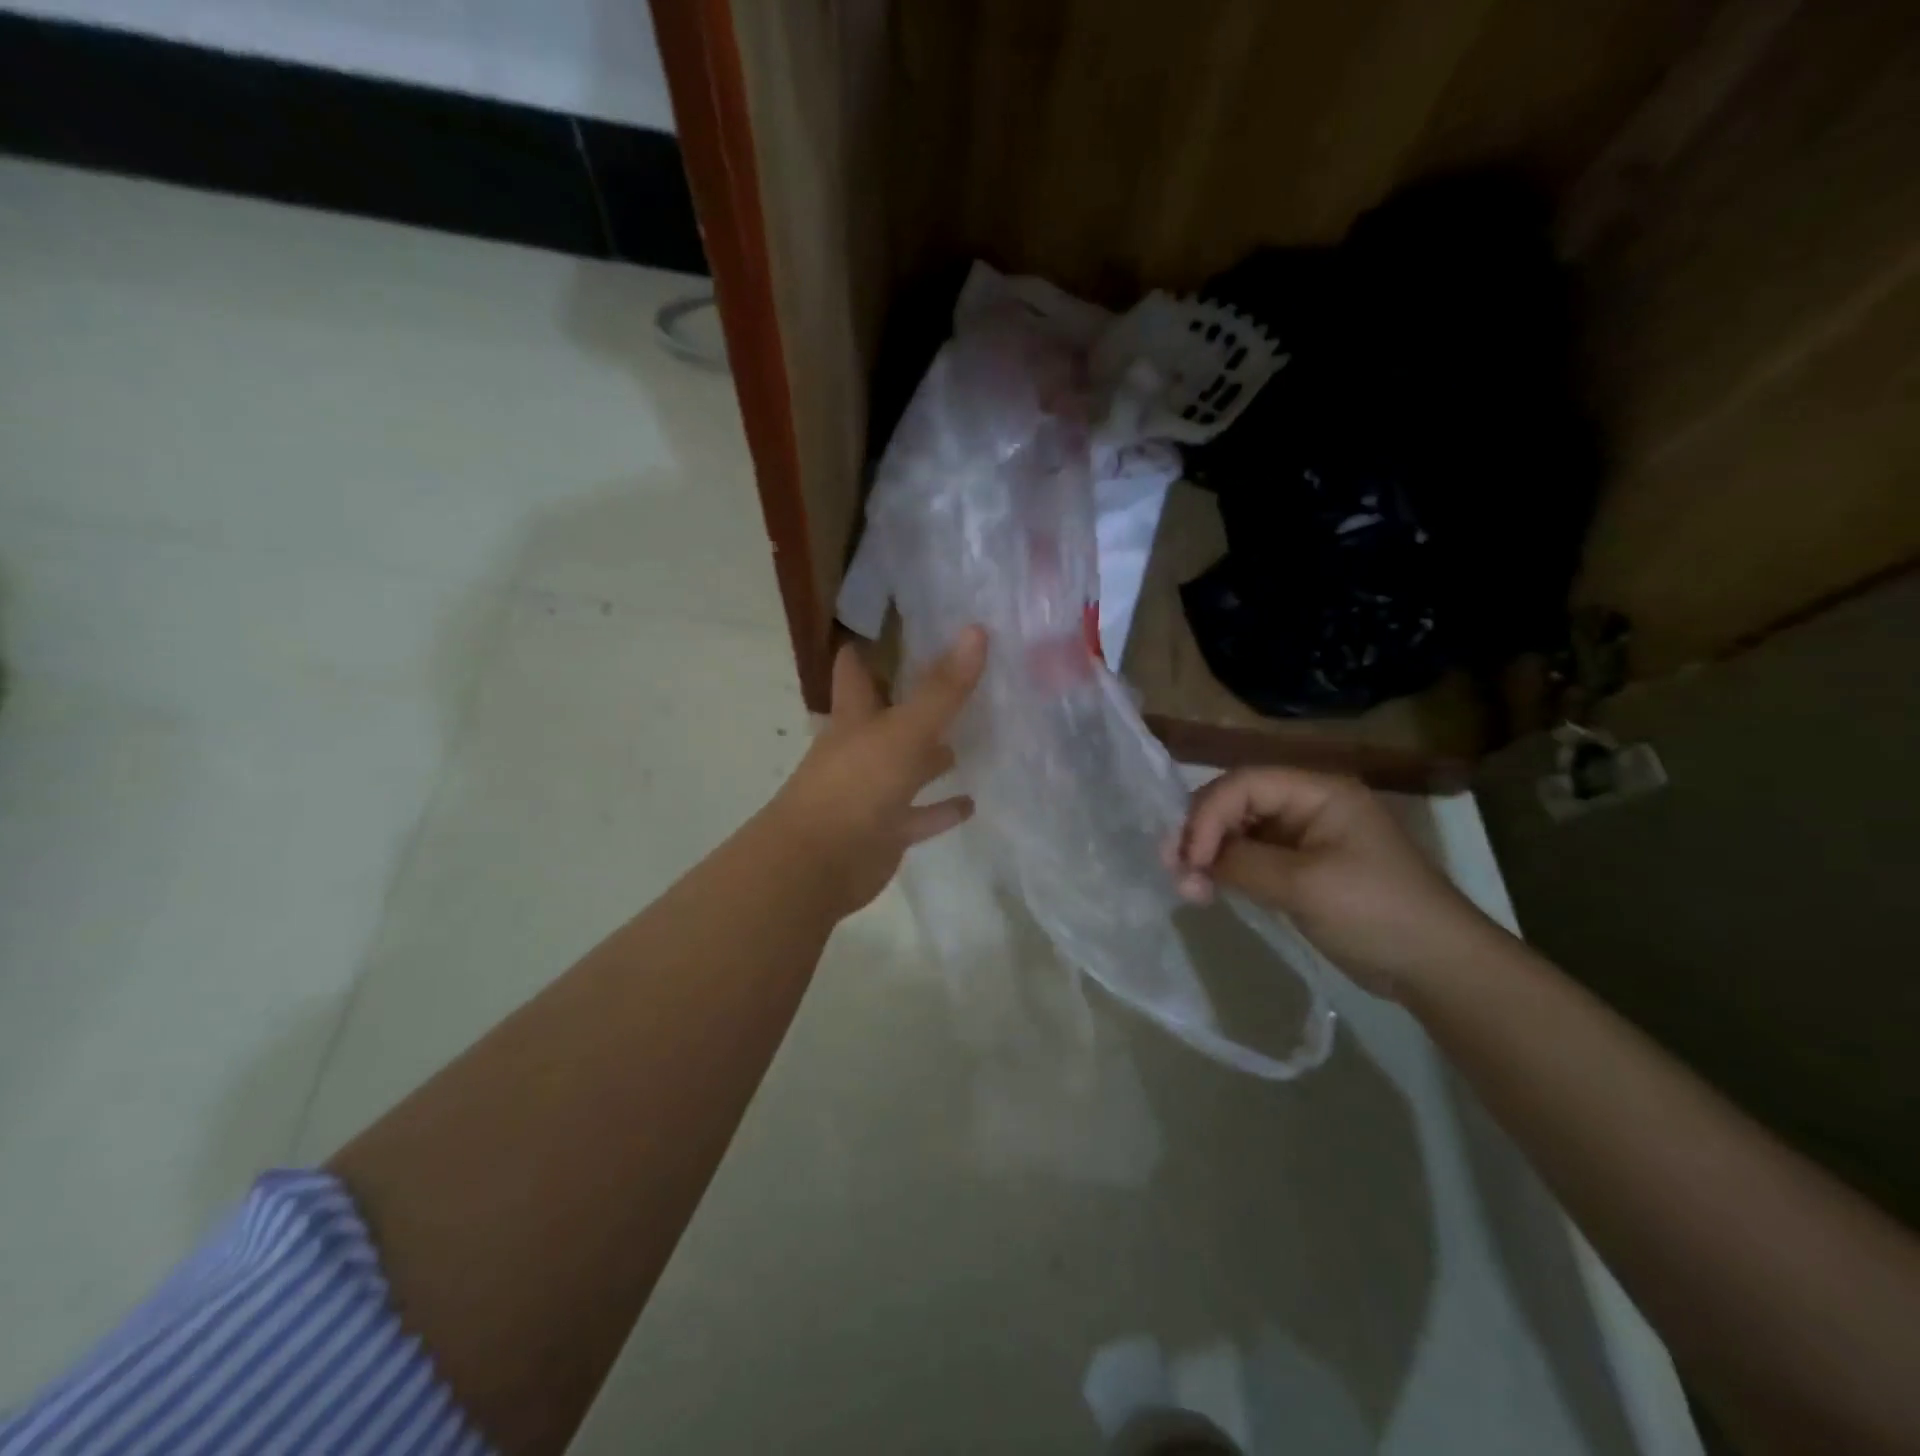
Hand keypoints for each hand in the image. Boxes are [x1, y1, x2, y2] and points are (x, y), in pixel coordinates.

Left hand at [766, 627, 986, 918]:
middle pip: (887, 716)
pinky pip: (921, 815)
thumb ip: (941, 688)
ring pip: (908, 765)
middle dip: (914, 698)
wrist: (818, 864)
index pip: (854, 670)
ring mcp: (873, 791)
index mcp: (854, 717)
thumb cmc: (856, 785)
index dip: (865, 648)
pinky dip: (942, 809)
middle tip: (957, 676)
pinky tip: (971, 802)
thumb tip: (975, 631)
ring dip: (935, 755)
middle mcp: (861, 748)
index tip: (891, 628)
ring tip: (975, 735)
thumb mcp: (904, 730)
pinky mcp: (887, 829)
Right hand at [1173, 767, 1495, 1000]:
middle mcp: (1308, 805)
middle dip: (1201, 833)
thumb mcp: (1304, 885)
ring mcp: (1305, 837)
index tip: (1188, 859)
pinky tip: (1207, 889)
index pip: (1243, 784)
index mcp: (1318, 792)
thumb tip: (1191, 862)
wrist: (1437, 967)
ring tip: (1187, 886)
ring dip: (1209, 854)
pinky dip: (1226, 870)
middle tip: (1173, 869)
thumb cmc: (1376, 912)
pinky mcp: (1301, 868)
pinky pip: (1252, 857)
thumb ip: (1242, 864)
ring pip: (1239, 831)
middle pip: (1236, 802)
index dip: (1206, 815)